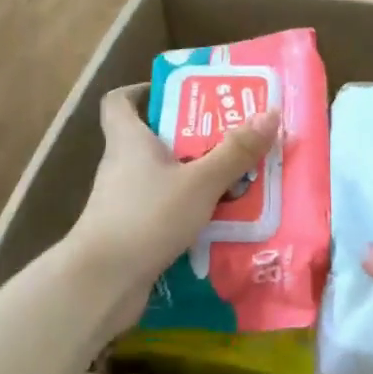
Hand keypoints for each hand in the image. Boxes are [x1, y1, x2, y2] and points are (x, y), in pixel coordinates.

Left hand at [69, 84, 280, 331]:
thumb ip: (234, 151)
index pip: (119, 101)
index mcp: (128, 139)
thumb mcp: (200, 181)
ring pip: (160, 177)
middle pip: (150, 138)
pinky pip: (162, 210)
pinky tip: (216, 222)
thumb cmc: (146, 216)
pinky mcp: (129, 232)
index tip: (178, 93)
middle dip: (188, 136)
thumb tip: (271, 112)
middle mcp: (120, 165)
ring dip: (192, 177)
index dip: (142, 91)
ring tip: (233, 180)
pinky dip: (185, 211)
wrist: (101, 283)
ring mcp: (122, 201)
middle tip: (227, 137)